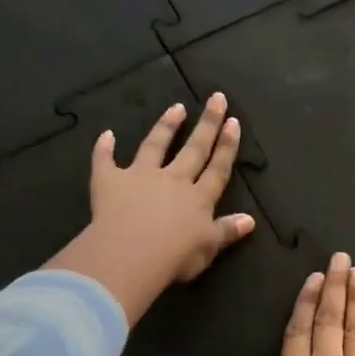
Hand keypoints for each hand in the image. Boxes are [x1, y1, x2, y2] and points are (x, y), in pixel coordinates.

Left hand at [46, 93, 254, 324]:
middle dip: (207, 124)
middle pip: (194, 149)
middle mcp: (173, 180)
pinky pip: (105, 161)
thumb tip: (250, 220)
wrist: (131, 255)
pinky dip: (104, 148)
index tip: (233, 122)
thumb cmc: (174, 257)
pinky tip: (106, 135)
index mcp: (198, 198)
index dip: (227, 146)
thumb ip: (227, 231)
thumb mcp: (208, 248)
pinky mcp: (111, 181)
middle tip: (216, 98)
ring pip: (156, 145)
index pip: (218, 168)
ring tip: (176, 108)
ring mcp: (141, 177)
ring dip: (166, 126)